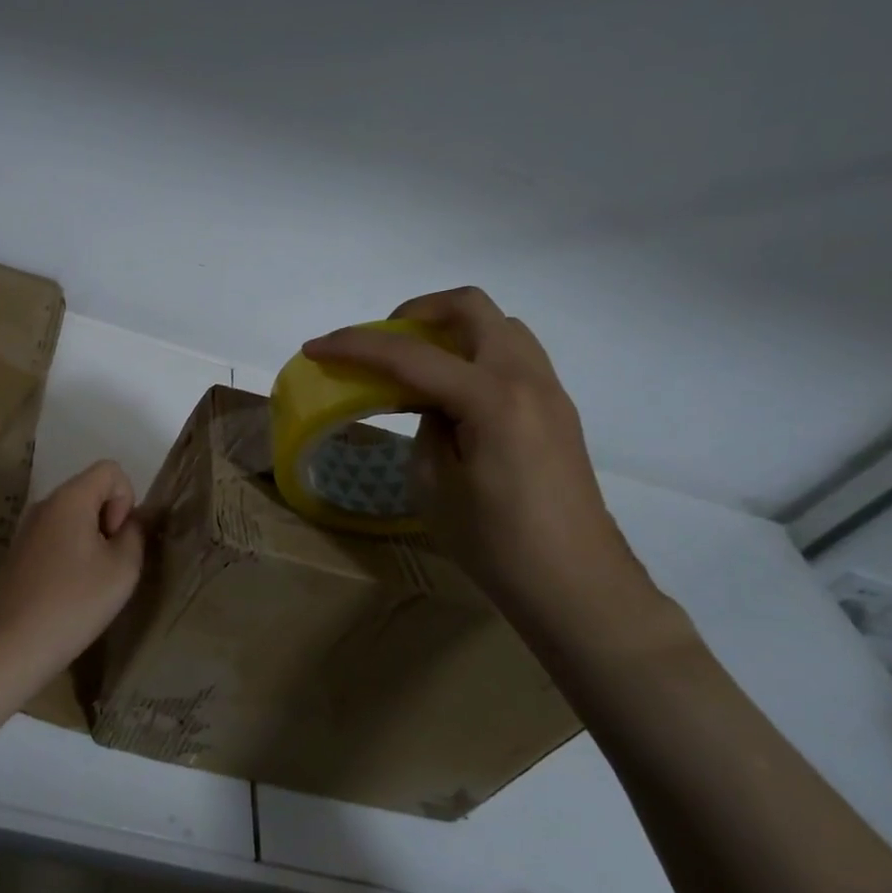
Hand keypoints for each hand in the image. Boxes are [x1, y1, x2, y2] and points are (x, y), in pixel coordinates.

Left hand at [0, 461, 145, 679]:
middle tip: (111, 564)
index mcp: (69, 498)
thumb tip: (132, 522)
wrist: (12, 644)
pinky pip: (55, 536)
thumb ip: (136, 534)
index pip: (110, 470)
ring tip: (92, 581)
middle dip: (110, 520)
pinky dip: (71, 553)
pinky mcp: (18, 552)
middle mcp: (45, 503)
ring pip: (73, 516)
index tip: (117, 539)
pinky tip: (70, 591)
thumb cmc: (73, 603)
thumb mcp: (122, 569)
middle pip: (90, 491)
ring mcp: (27, 528)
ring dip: (91, 539)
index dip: (126, 499)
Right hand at [302, 288, 669, 647]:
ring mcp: (548, 390)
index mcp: (491, 399)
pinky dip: (471, 355)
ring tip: (415, 369)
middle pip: (469, 307)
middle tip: (383, 345)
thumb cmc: (496, 543)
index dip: (355, 346)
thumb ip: (425, 426)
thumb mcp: (434, 484)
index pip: (410, 355)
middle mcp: (526, 378)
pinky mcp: (555, 409)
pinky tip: (450, 397)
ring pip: (496, 325)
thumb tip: (431, 403)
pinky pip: (510, 355)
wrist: (575, 585)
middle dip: (414, 313)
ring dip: (448, 331)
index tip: (315, 348)